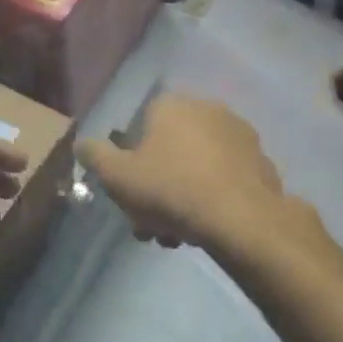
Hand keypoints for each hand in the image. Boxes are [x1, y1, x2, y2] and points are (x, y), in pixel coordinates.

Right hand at [77, 94, 297, 255]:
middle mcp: (206, 108)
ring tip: (177, 236)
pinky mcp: (260, 160)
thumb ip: (95, 156)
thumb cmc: (170, 189)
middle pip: (169, 150)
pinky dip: (212, 196)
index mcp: (171, 105)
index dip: (130, 164)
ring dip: (182, 197)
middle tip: (150, 224)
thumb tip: (82, 144)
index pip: (140, 127)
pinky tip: (206, 228)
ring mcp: (238, 133)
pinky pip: (224, 177)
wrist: (240, 218)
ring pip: (196, 166)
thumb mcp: (117, 176)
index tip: (129, 197)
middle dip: (156, 187)